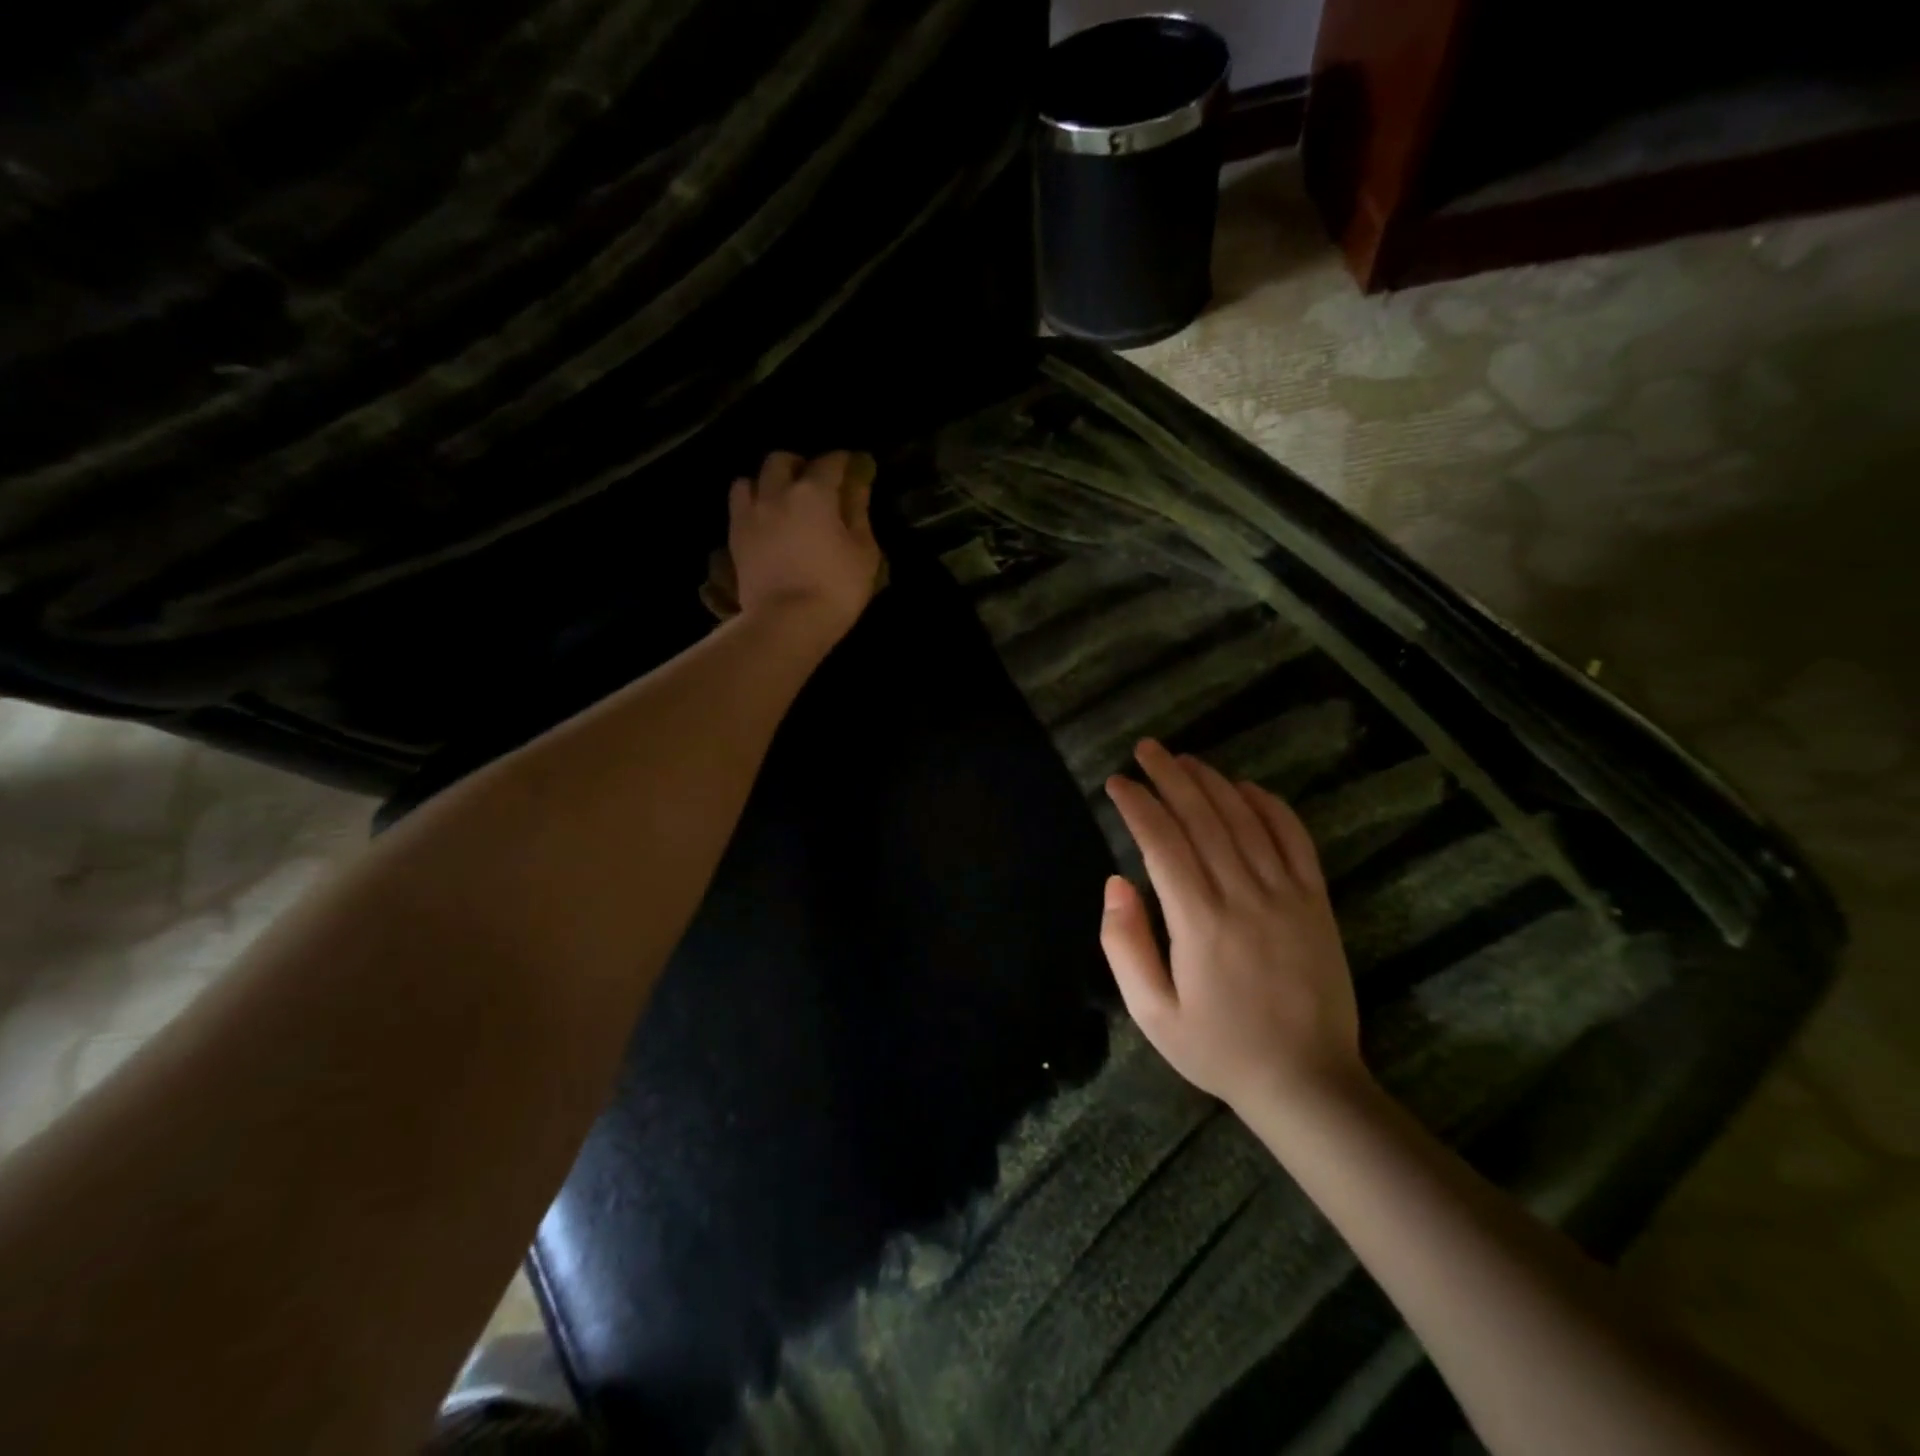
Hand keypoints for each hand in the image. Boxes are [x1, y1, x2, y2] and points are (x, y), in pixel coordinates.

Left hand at [729, 450, 882, 637]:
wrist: (787, 622)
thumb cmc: (836, 588)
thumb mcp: (863, 551)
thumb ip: (859, 512)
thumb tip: (857, 484)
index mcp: (814, 492)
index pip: (831, 462)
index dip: (844, 462)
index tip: (853, 469)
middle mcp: (777, 492)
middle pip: (783, 460)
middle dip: (800, 465)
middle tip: (814, 484)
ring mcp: (751, 513)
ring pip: (752, 478)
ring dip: (768, 482)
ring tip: (781, 500)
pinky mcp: (734, 536)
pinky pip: (738, 505)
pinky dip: (751, 504)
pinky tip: (764, 520)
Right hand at [1101, 740, 1363, 1113]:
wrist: (1307, 1082)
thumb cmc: (1218, 1048)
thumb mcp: (1152, 1013)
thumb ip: (1124, 945)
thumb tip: (1115, 882)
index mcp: (1198, 921)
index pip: (1162, 842)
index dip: (1138, 805)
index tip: (1117, 783)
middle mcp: (1243, 895)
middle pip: (1203, 818)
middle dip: (1170, 777)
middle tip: (1146, 750)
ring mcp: (1286, 894)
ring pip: (1245, 820)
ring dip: (1212, 783)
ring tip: (1185, 759)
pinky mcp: (1316, 901)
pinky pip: (1294, 839)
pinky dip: (1270, 806)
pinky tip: (1246, 787)